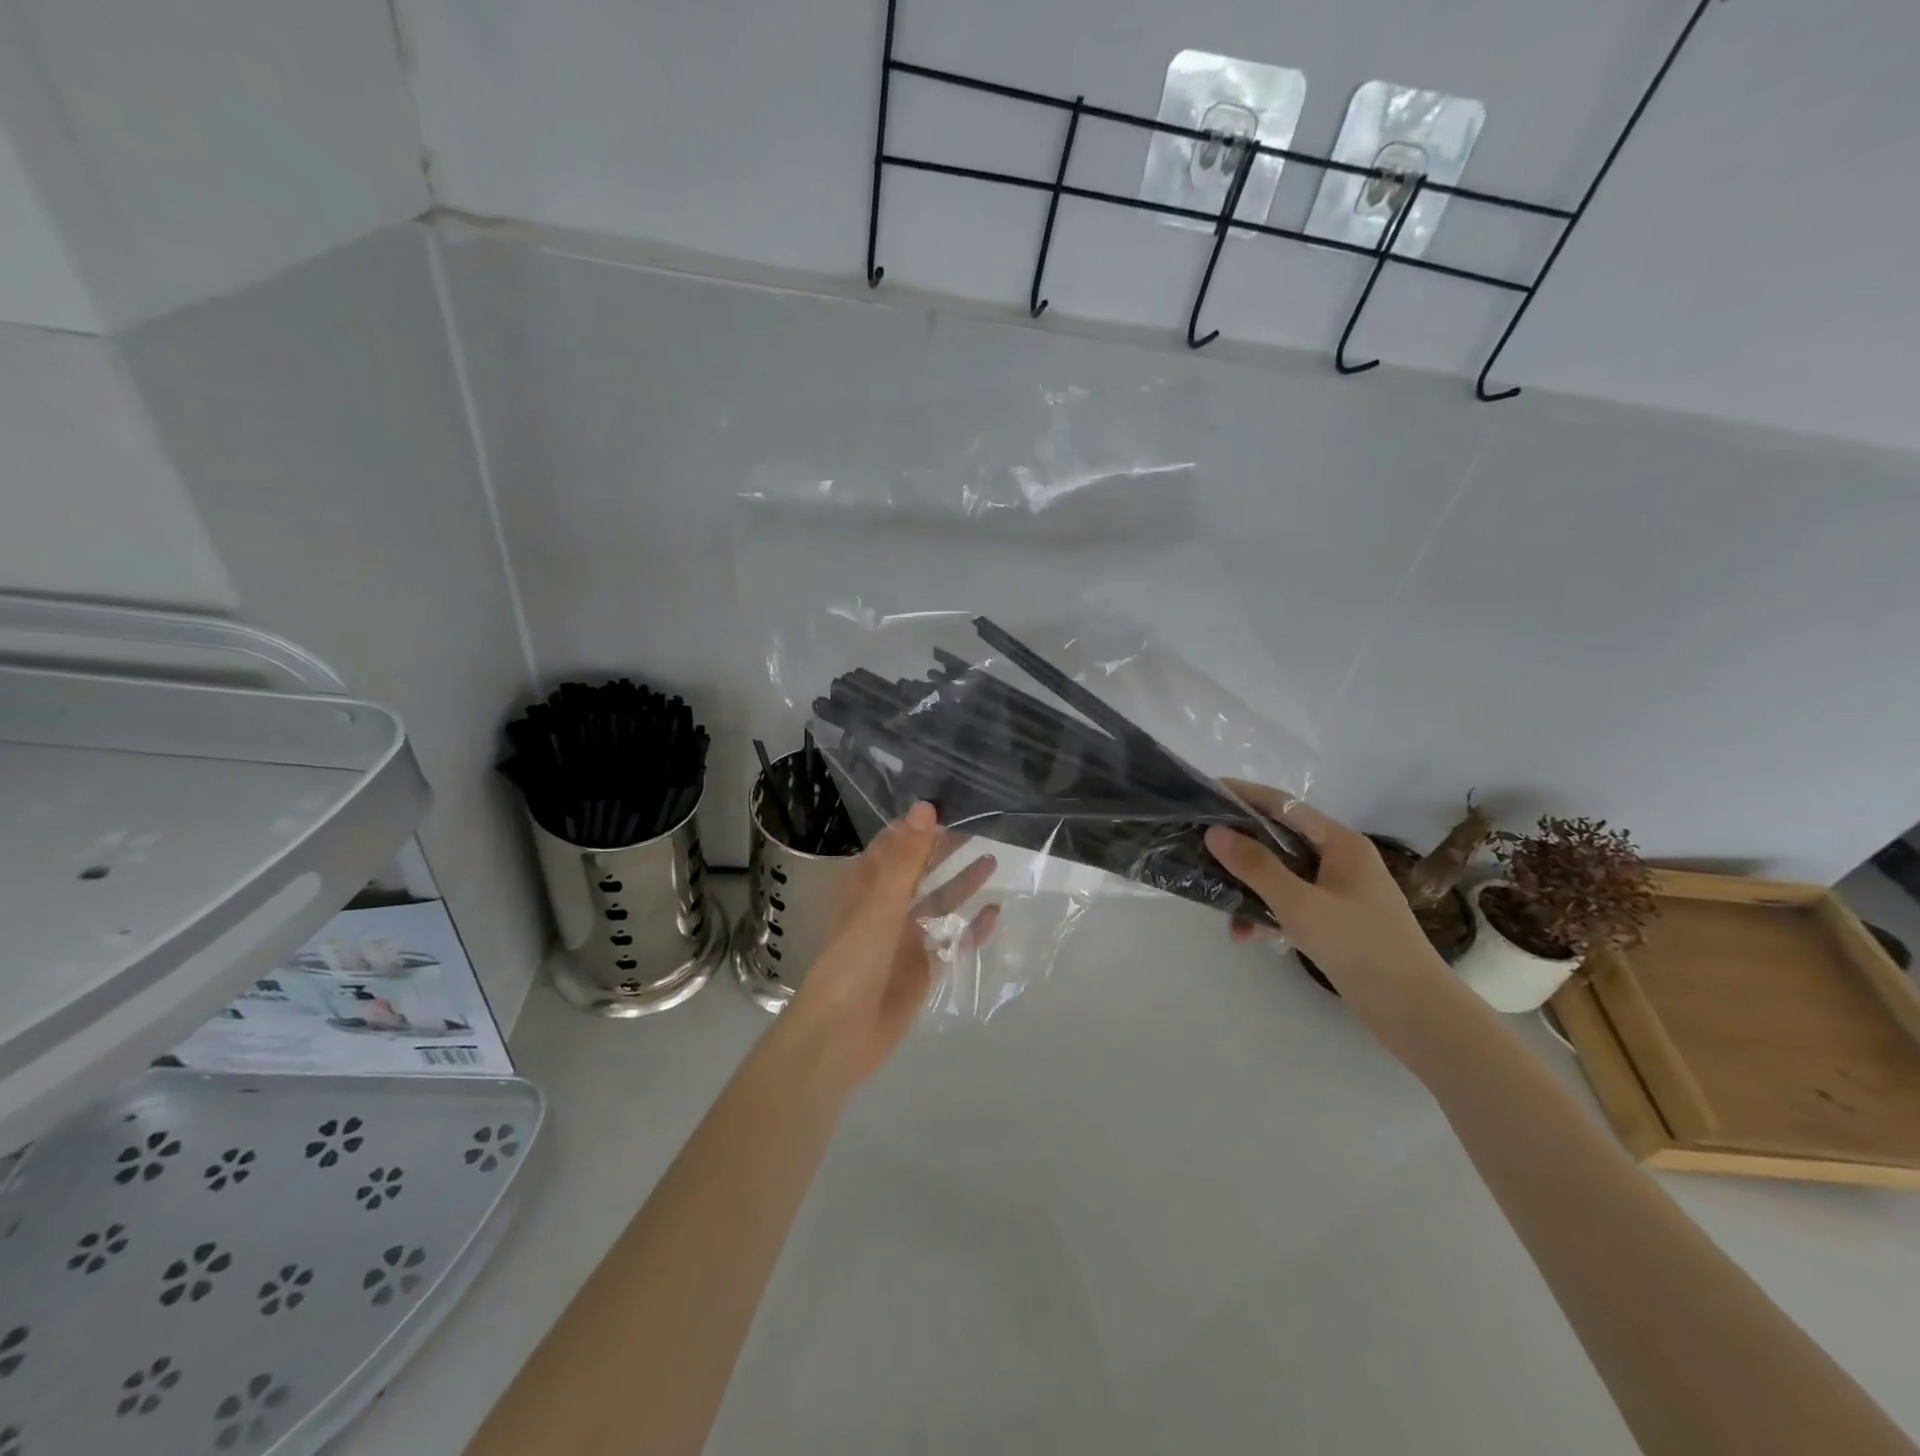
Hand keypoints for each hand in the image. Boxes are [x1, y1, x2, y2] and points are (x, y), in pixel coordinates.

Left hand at [786, 802, 998, 1088]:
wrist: (842, 1034)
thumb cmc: (854, 960)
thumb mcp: (881, 903)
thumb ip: (906, 857)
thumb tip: (926, 805)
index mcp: (867, 888)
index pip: (894, 846)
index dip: (919, 826)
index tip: (950, 803)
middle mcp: (886, 909)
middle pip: (920, 872)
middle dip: (945, 850)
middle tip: (981, 826)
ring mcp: (906, 940)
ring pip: (938, 903)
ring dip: (962, 883)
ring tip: (993, 861)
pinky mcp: (923, 970)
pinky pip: (952, 942)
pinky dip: (971, 928)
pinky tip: (994, 913)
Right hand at [1203, 782, 1445, 1009]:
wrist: (1414, 1012)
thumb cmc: (1360, 947)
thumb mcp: (1300, 905)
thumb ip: (1256, 867)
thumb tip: (1214, 832)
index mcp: (1340, 843)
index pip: (1283, 806)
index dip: (1244, 796)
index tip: (1205, 792)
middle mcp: (1339, 859)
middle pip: (1278, 839)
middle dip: (1239, 846)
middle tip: (1198, 846)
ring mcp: (1337, 890)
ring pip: (1279, 875)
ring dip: (1248, 888)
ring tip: (1218, 905)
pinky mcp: (1333, 919)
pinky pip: (1288, 903)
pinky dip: (1266, 914)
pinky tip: (1246, 935)